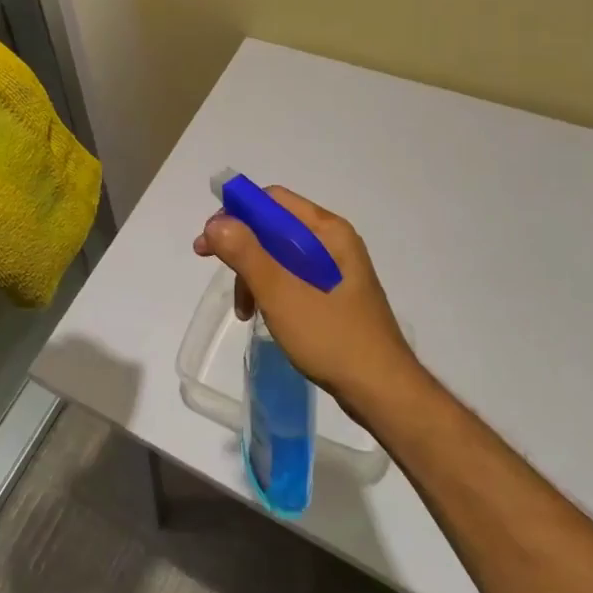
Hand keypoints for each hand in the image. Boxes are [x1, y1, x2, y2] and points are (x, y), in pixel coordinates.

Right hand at [193, 186, 419, 414]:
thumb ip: (246, 253)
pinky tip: (260, 314)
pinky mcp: (334, 295)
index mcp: (327, 232)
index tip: (210, 238)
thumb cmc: (332, 337)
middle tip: (210, 262)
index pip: (273, 200)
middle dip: (240, 244)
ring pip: (280, 254)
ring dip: (253, 272)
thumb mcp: (280, 293)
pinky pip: (292, 277)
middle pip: (275, 226)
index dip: (236, 212)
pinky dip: (270, 289)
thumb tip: (215, 222)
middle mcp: (333, 242)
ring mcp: (335, 270)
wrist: (383, 392)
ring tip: (242, 307)